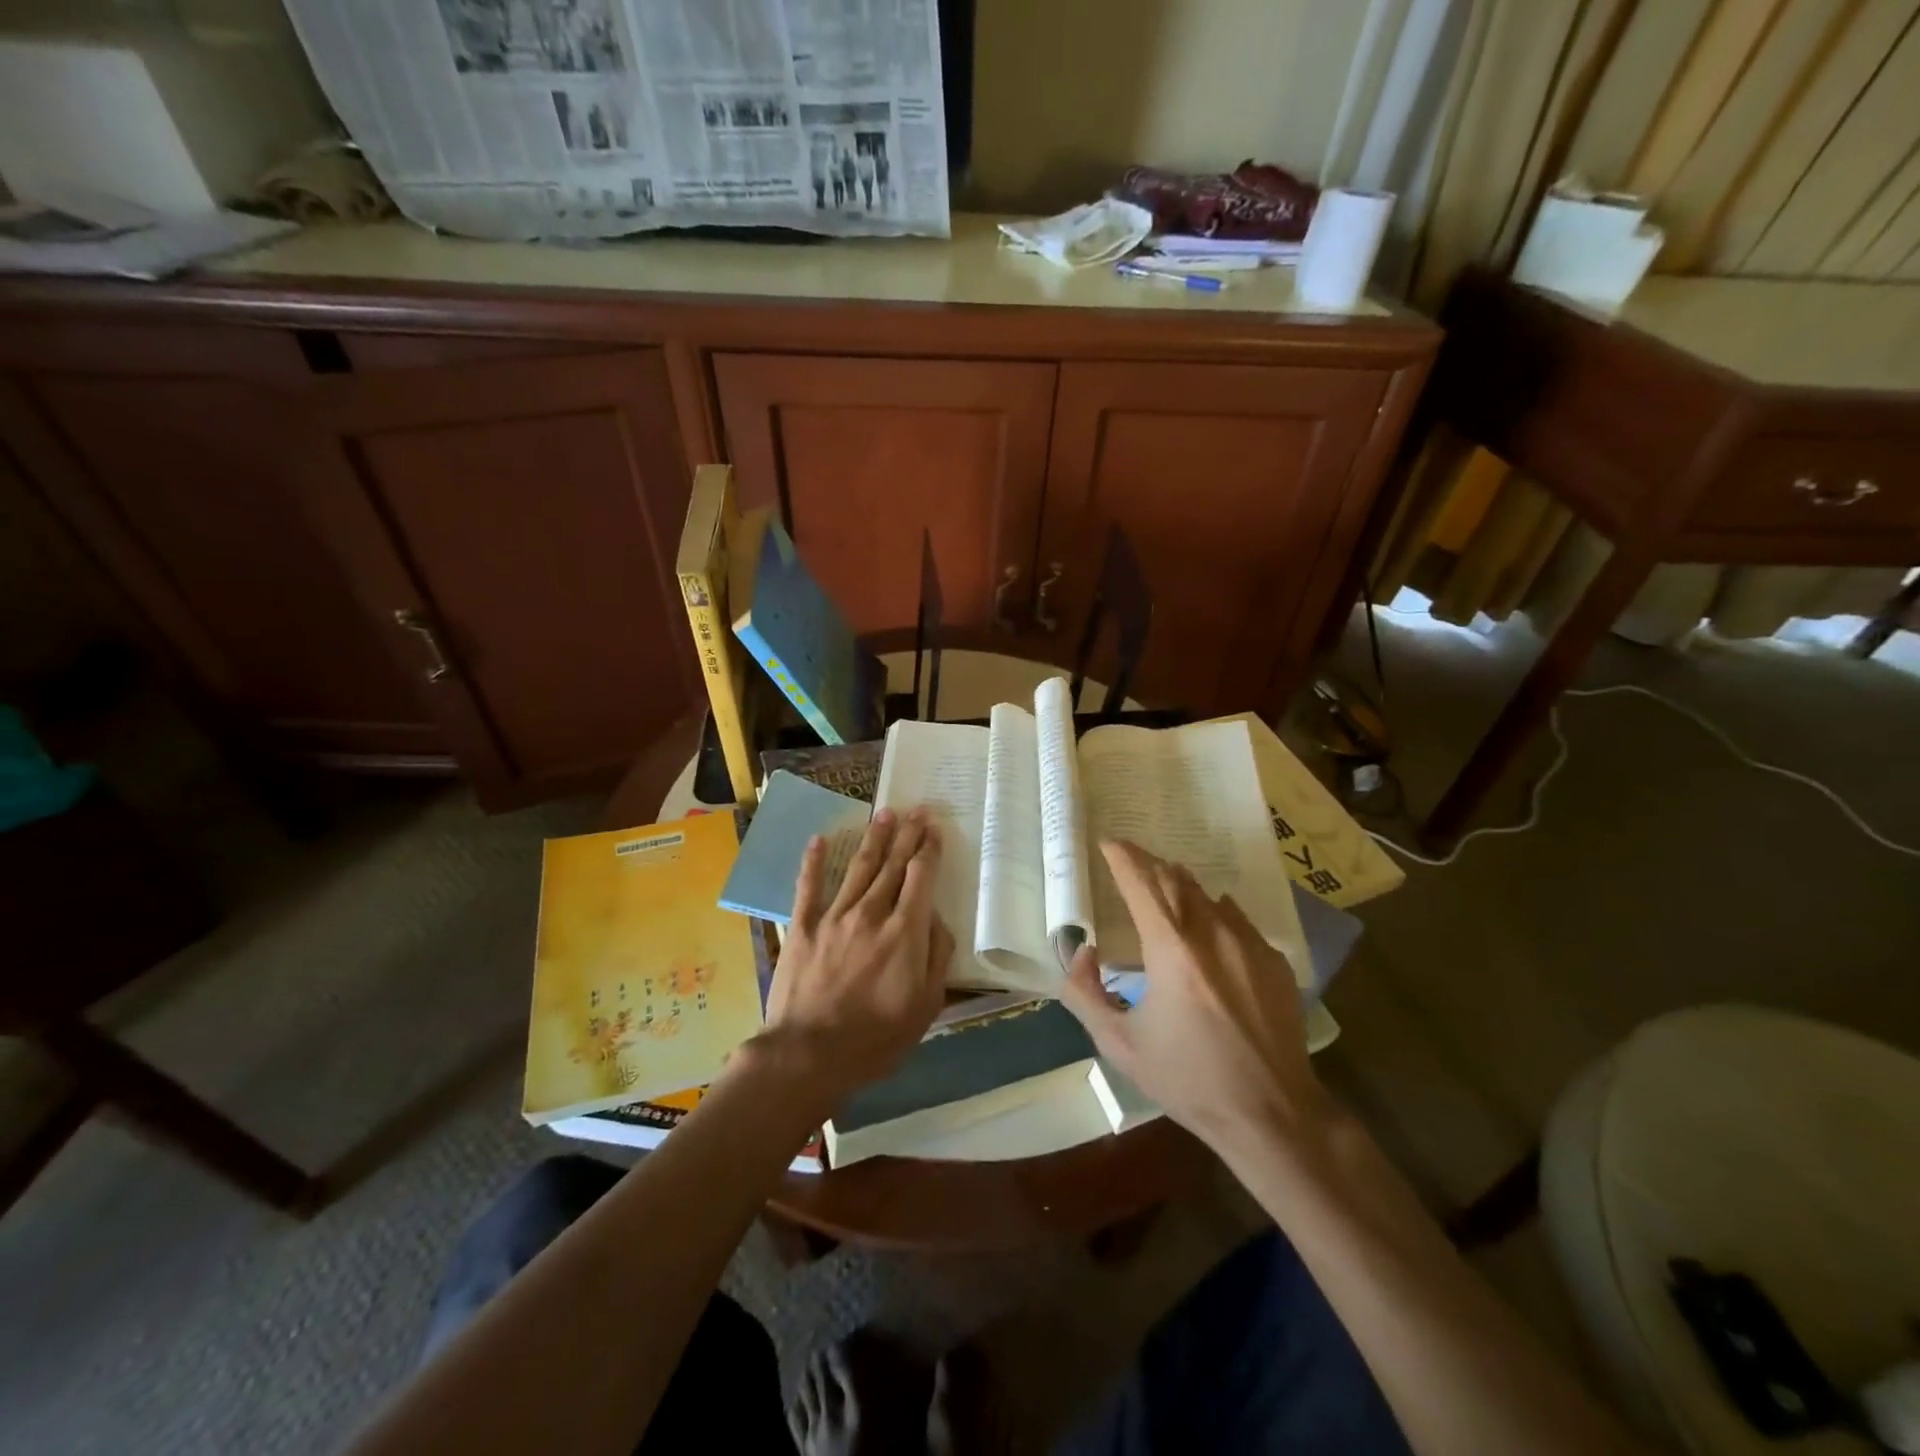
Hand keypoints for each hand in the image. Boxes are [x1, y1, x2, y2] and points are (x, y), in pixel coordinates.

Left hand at [756, 807, 952, 1111]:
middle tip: (916, 810)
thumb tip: (937, 919)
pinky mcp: (802, 927)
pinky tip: (819, 839)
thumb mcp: (926, 1005)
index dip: (929, 850)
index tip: (935, 829)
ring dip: (873, 839)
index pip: (920, 878)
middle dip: (907, 835)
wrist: (809, 1054)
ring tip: (884, 814)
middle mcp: (871, 913)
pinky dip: (814, 862)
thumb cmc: (876, 1038)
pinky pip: (809, 887)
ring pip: (858, 868)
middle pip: (892, 865)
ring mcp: (834, 917)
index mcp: (904, 932)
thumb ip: (936, 956)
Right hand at [1060, 840, 1327, 1155]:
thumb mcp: (1119, 1044)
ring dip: (1179, 886)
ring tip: (1163, 890)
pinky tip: (1207, 928)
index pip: (1141, 882)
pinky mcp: (1274, 959)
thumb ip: (1085, 993)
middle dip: (1148, 864)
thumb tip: (1084, 952)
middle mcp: (1212, 933)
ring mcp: (1249, 943)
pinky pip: (1236, 919)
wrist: (1272, 1113)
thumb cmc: (1189, 1079)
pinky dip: (1212, 912)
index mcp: (1171, 949)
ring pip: (1207, 895)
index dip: (1122, 857)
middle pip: (1175, 879)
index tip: (1108, 843)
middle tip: (1129, 862)